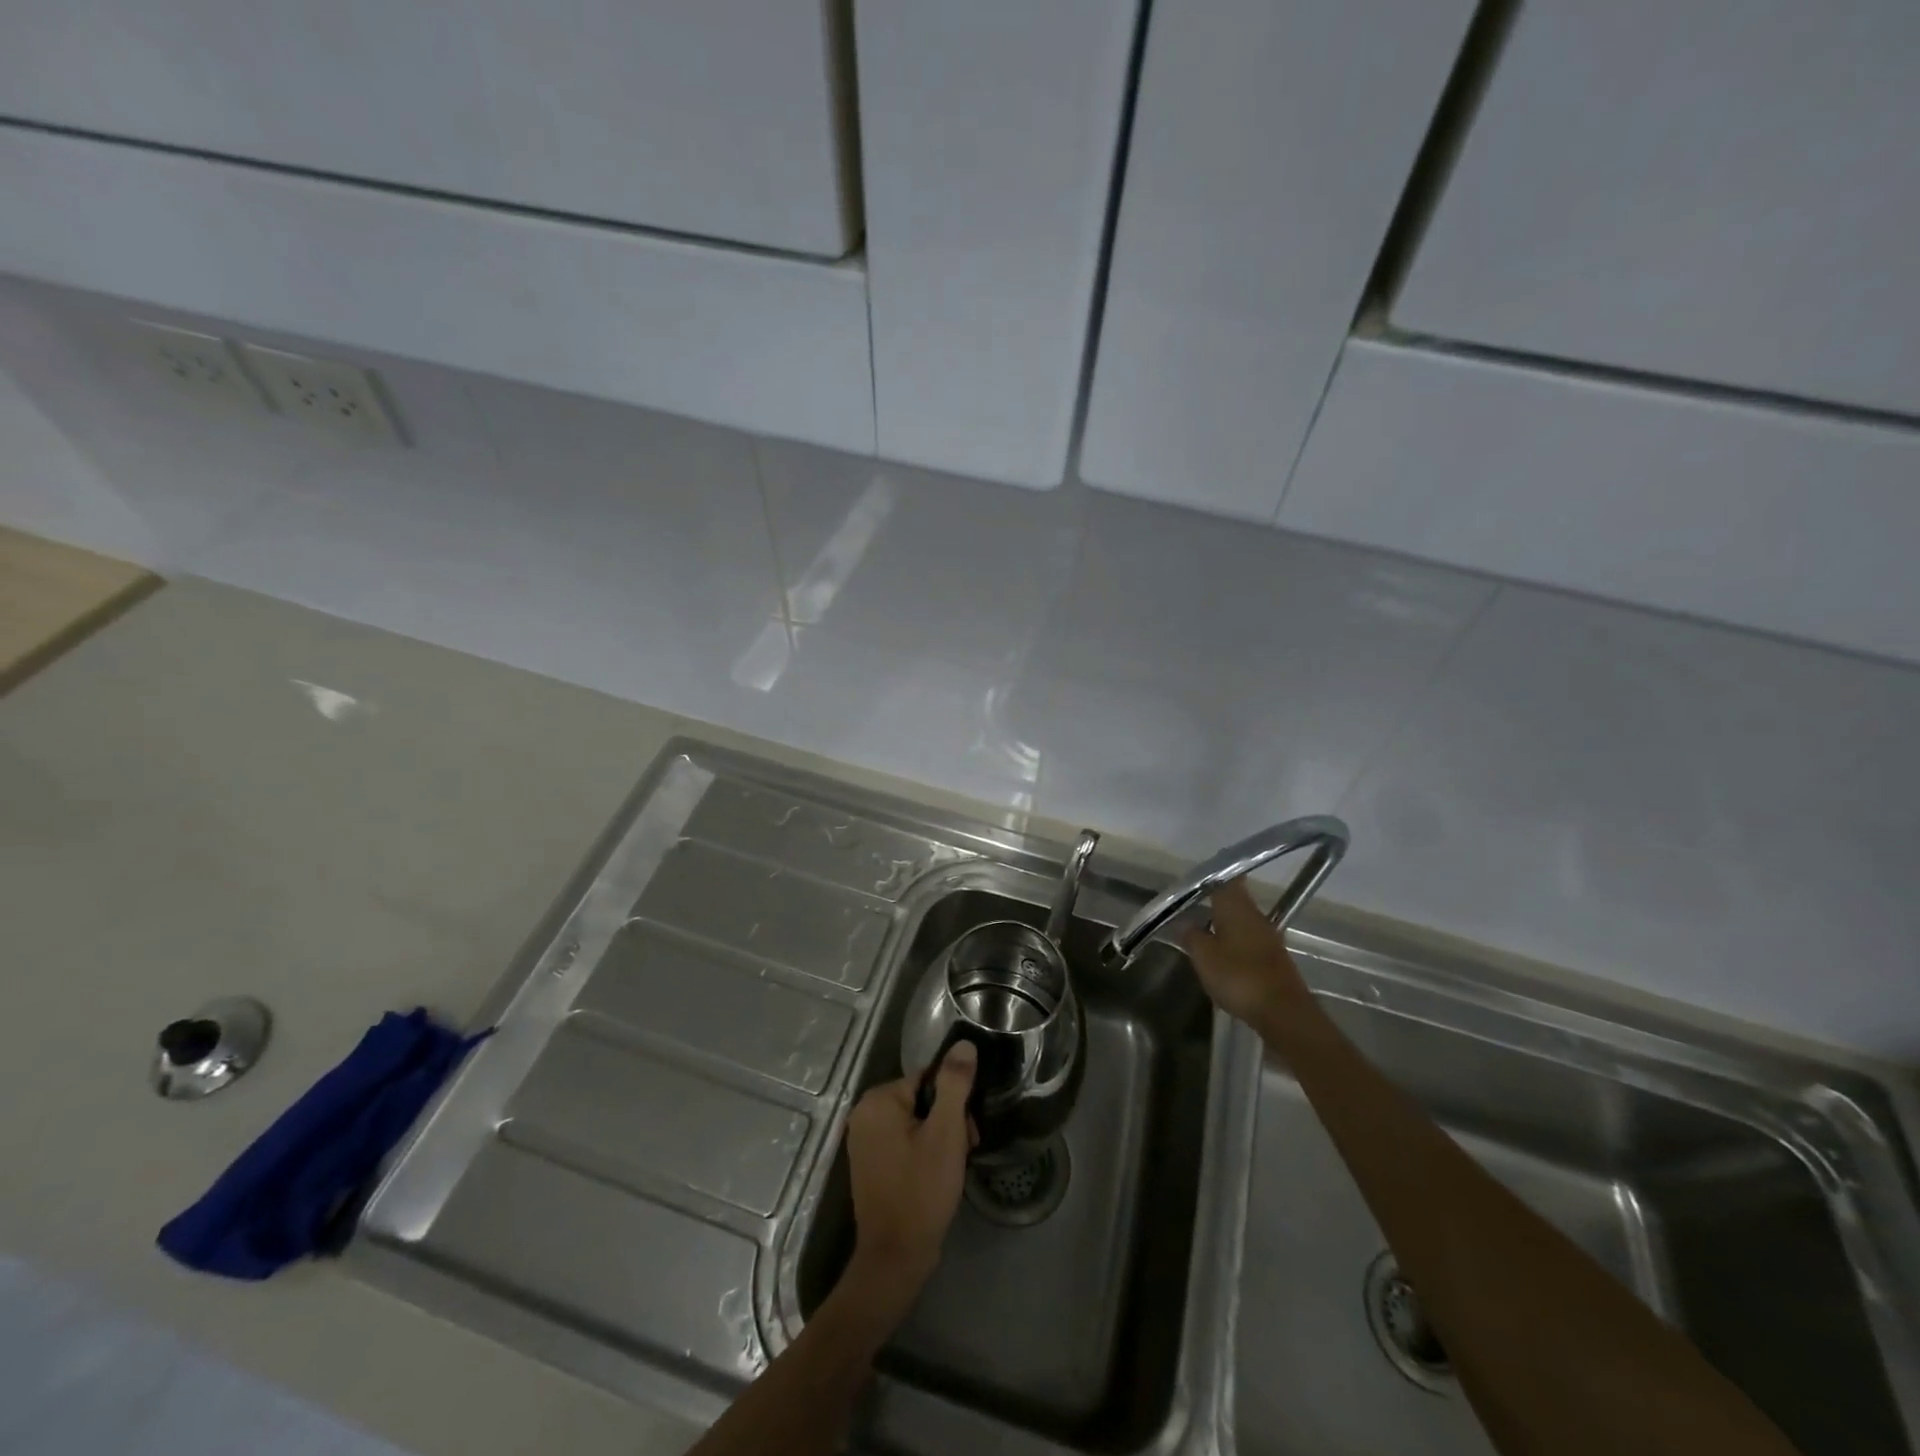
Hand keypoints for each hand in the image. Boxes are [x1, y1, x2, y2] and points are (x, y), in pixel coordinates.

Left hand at [843, 1042, 977, 1305]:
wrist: (895, 1258)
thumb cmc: (921, 1190)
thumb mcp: (946, 1133)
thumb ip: (955, 1084)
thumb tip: (963, 1045)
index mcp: (878, 1100)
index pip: (929, 1079)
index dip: (955, 1102)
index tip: (968, 1131)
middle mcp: (864, 1114)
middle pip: (923, 1100)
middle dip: (949, 1122)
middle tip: (964, 1151)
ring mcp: (865, 1140)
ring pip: (917, 1122)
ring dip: (941, 1139)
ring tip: (953, 1168)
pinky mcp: (871, 1163)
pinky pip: (905, 1142)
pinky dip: (925, 1153)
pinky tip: (938, 1176)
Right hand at [1183, 878, 1311, 1026]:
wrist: (1283, 1011)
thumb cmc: (1239, 976)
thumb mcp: (1203, 957)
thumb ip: (1192, 936)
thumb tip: (1185, 923)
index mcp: (1236, 906)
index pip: (1227, 879)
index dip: (1214, 875)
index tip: (1198, 878)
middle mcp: (1255, 915)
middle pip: (1235, 899)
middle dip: (1216, 901)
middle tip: (1192, 905)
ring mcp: (1268, 936)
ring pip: (1242, 920)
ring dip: (1225, 923)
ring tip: (1203, 930)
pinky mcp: (1274, 957)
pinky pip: (1249, 940)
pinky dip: (1235, 942)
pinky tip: (1223, 954)